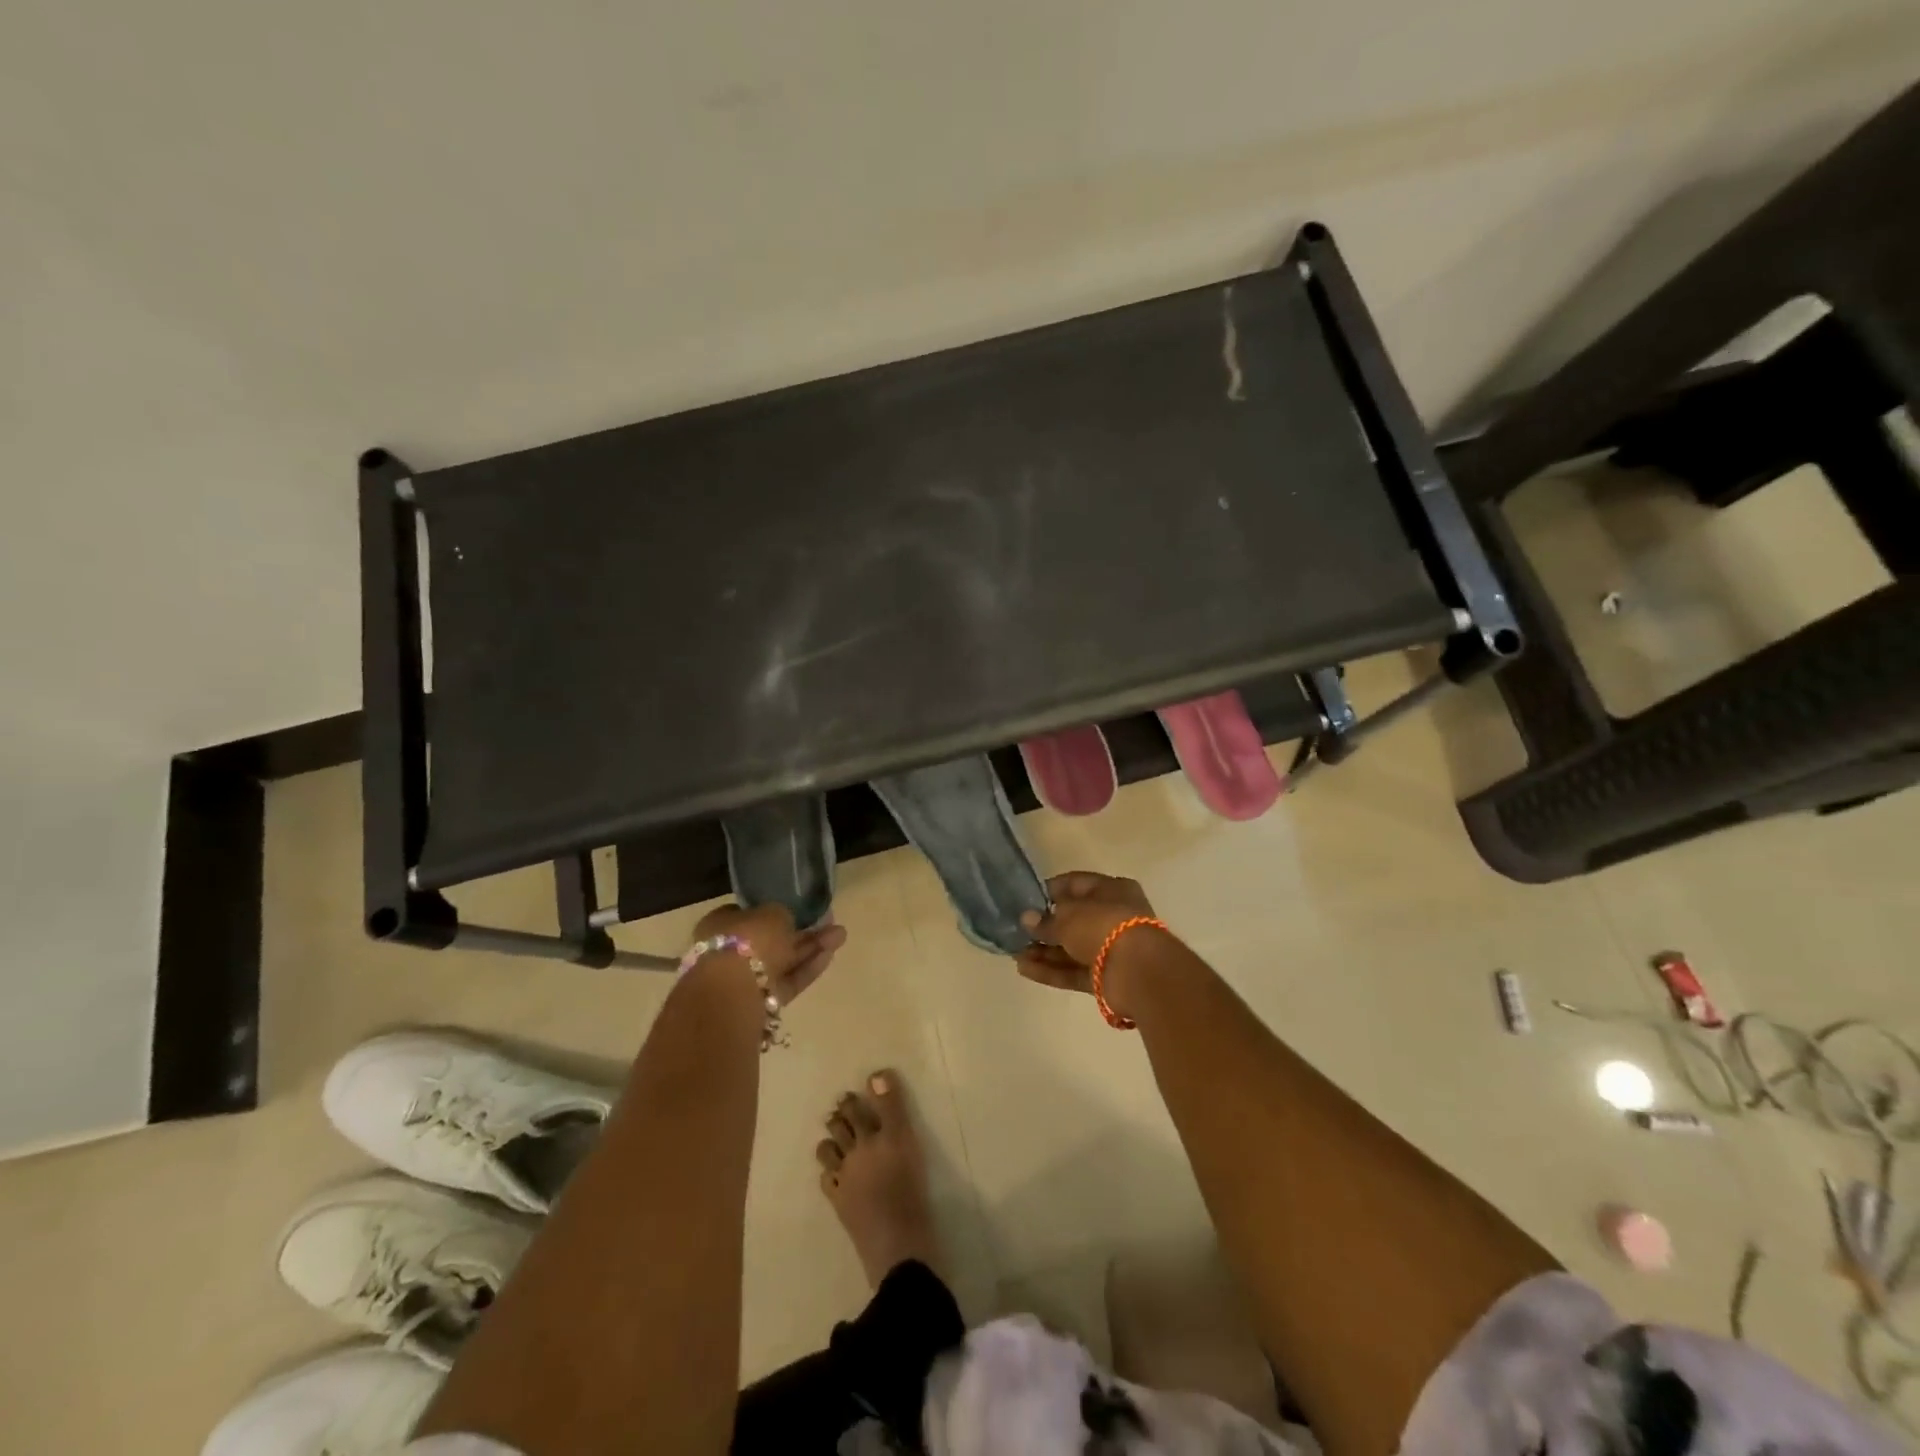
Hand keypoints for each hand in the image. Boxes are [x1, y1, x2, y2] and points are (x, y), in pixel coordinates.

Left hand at [689, 902, 847, 1005]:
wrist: (734, 992)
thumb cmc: (748, 940)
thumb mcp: (772, 912)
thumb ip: (782, 914)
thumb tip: (786, 919)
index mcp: (720, 925)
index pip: (750, 915)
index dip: (775, 912)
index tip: (798, 909)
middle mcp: (729, 952)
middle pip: (770, 940)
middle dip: (801, 933)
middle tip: (830, 923)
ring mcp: (744, 980)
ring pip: (782, 961)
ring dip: (810, 949)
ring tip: (841, 936)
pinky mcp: (761, 1003)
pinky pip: (786, 981)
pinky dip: (806, 969)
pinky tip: (830, 955)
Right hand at [1014, 871, 1158, 995]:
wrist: (1137, 971)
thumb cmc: (1103, 925)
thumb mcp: (1068, 916)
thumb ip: (1045, 920)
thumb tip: (1026, 919)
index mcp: (1112, 890)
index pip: (1076, 884)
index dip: (1050, 891)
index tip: (1025, 899)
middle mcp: (1114, 917)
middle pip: (1074, 920)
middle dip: (1045, 927)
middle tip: (1016, 931)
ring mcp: (1111, 949)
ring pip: (1072, 948)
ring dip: (1044, 951)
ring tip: (1014, 953)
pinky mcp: (1106, 977)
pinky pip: (1074, 971)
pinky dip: (1052, 970)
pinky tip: (1024, 969)